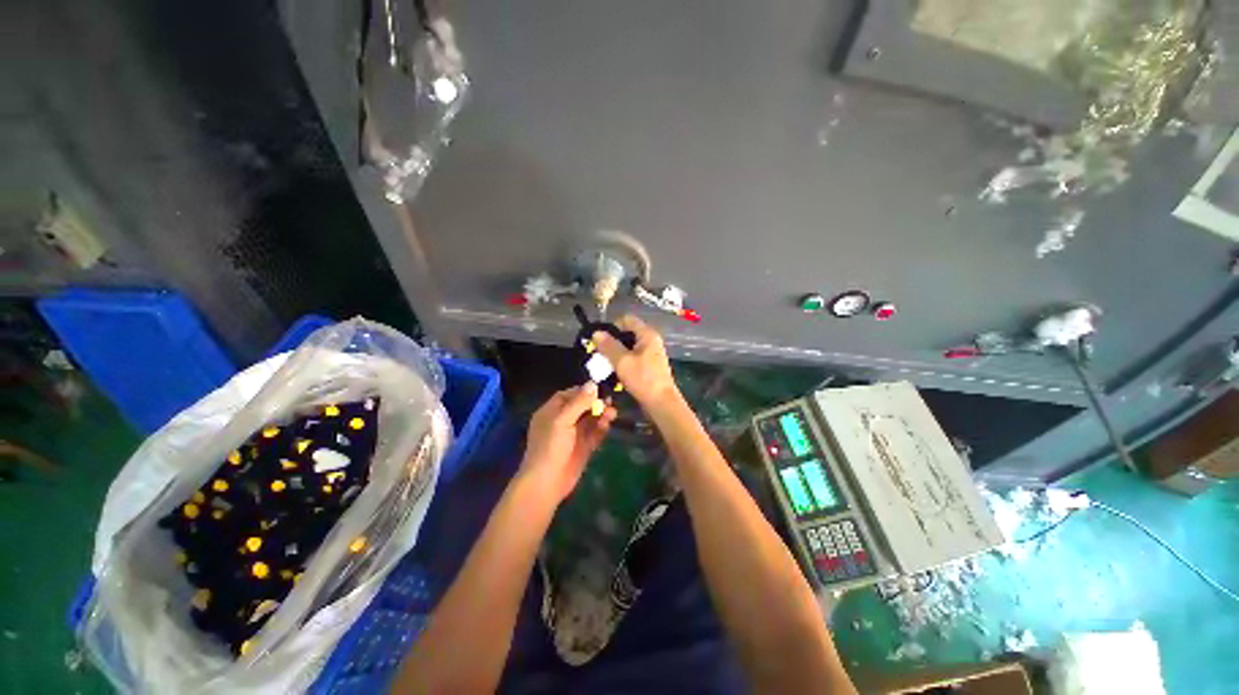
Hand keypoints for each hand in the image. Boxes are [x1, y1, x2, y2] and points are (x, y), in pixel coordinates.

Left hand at [520, 383, 617, 502]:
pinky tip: (607, 425)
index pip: (569, 395)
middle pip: (582, 406)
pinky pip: (594, 434)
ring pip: (590, 420)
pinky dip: (601, 428)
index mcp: (551, 411)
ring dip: (601, 415)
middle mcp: (562, 421)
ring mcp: (573, 435)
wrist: (547, 482)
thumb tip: (593, 383)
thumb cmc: (550, 446)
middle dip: (596, 403)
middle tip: (610, 402)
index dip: (584, 391)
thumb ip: (579, 402)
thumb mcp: (563, 420)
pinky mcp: (583, 447)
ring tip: (613, 413)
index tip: (600, 389)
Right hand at [592, 315, 679, 407]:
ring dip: (616, 353)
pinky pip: (632, 357)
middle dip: (612, 341)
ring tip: (604, 363)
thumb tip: (596, 332)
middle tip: (599, 352)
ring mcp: (651, 353)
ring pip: (629, 347)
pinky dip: (623, 362)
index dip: (612, 326)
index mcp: (647, 334)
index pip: (627, 319)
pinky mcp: (649, 366)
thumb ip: (608, 346)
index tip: (600, 340)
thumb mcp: (622, 361)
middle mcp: (651, 340)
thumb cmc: (643, 379)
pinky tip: (614, 372)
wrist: (661, 403)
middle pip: (627, 332)